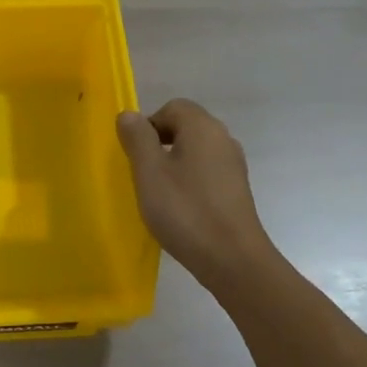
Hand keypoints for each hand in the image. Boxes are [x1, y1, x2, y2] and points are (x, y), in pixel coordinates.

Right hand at [117, 99, 274, 284]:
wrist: (233, 259)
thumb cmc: (185, 210)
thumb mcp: (149, 172)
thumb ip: (137, 139)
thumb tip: (129, 115)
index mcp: (202, 127)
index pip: (172, 107)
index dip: (149, 125)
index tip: (135, 154)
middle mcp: (223, 138)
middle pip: (186, 127)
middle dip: (160, 144)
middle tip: (144, 174)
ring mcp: (234, 165)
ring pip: (196, 151)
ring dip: (175, 164)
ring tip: (160, 193)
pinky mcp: (237, 189)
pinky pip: (207, 172)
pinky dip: (191, 181)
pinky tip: (181, 208)